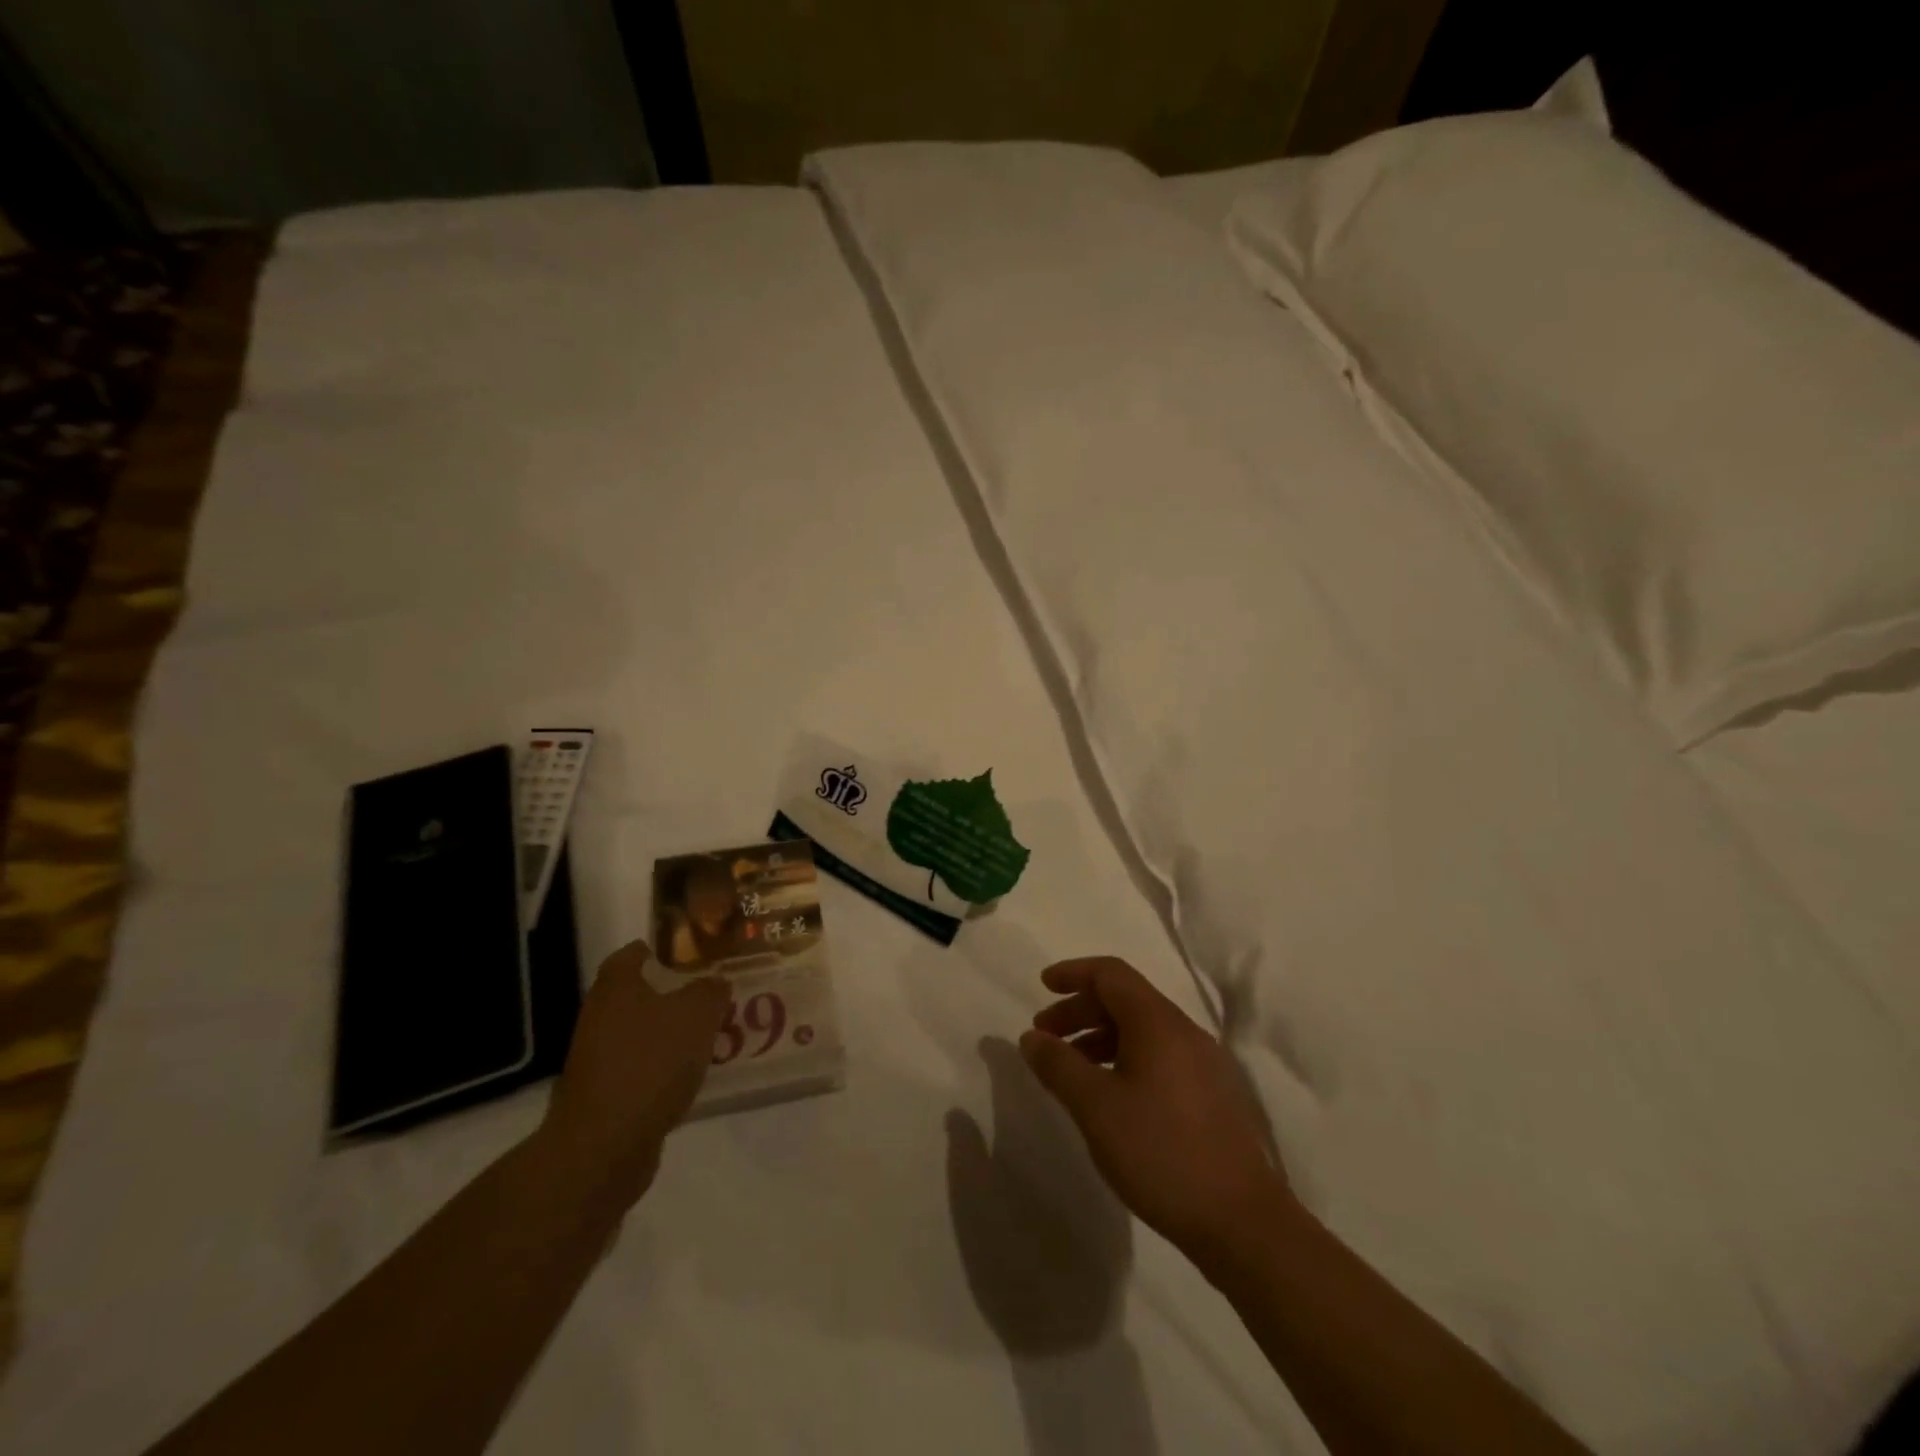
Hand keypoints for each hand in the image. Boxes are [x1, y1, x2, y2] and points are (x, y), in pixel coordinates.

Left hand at [539, 939, 729, 1207]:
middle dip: (677, 993)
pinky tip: (694, 1076)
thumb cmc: (651, 1062)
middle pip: (642, 993)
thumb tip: (715, 982)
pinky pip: (643, 1069)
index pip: (636, 952)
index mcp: (617, 986)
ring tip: (714, 1035)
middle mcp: (600, 1016)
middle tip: (716, 994)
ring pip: (644, 1033)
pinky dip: (665, 1069)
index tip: (698, 953)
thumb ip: (711, 990)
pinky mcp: (605, 1095)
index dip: (665, 948)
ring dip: (673, 1033)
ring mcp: (598, 1058)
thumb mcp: (698, 1014)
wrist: (604, 1146)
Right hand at [1020, 957, 1290, 1264]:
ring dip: (1100, 1038)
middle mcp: (1184, 1031)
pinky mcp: (1211, 1095)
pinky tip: (1109, 1096)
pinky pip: (1159, 1056)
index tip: (1042, 986)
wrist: (1243, 1223)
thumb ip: (1059, 1065)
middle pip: (1124, 999)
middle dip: (1080, 1010)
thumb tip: (1032, 1037)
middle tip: (1045, 1038)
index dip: (1073, 973)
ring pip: (1142, 1030)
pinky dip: (1124, 1059)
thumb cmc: (1162, 1153)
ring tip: (1070, 1071)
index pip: (1111, 974)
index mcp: (1158, 1023)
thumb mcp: (1096, 1108)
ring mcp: (1203, 1063)